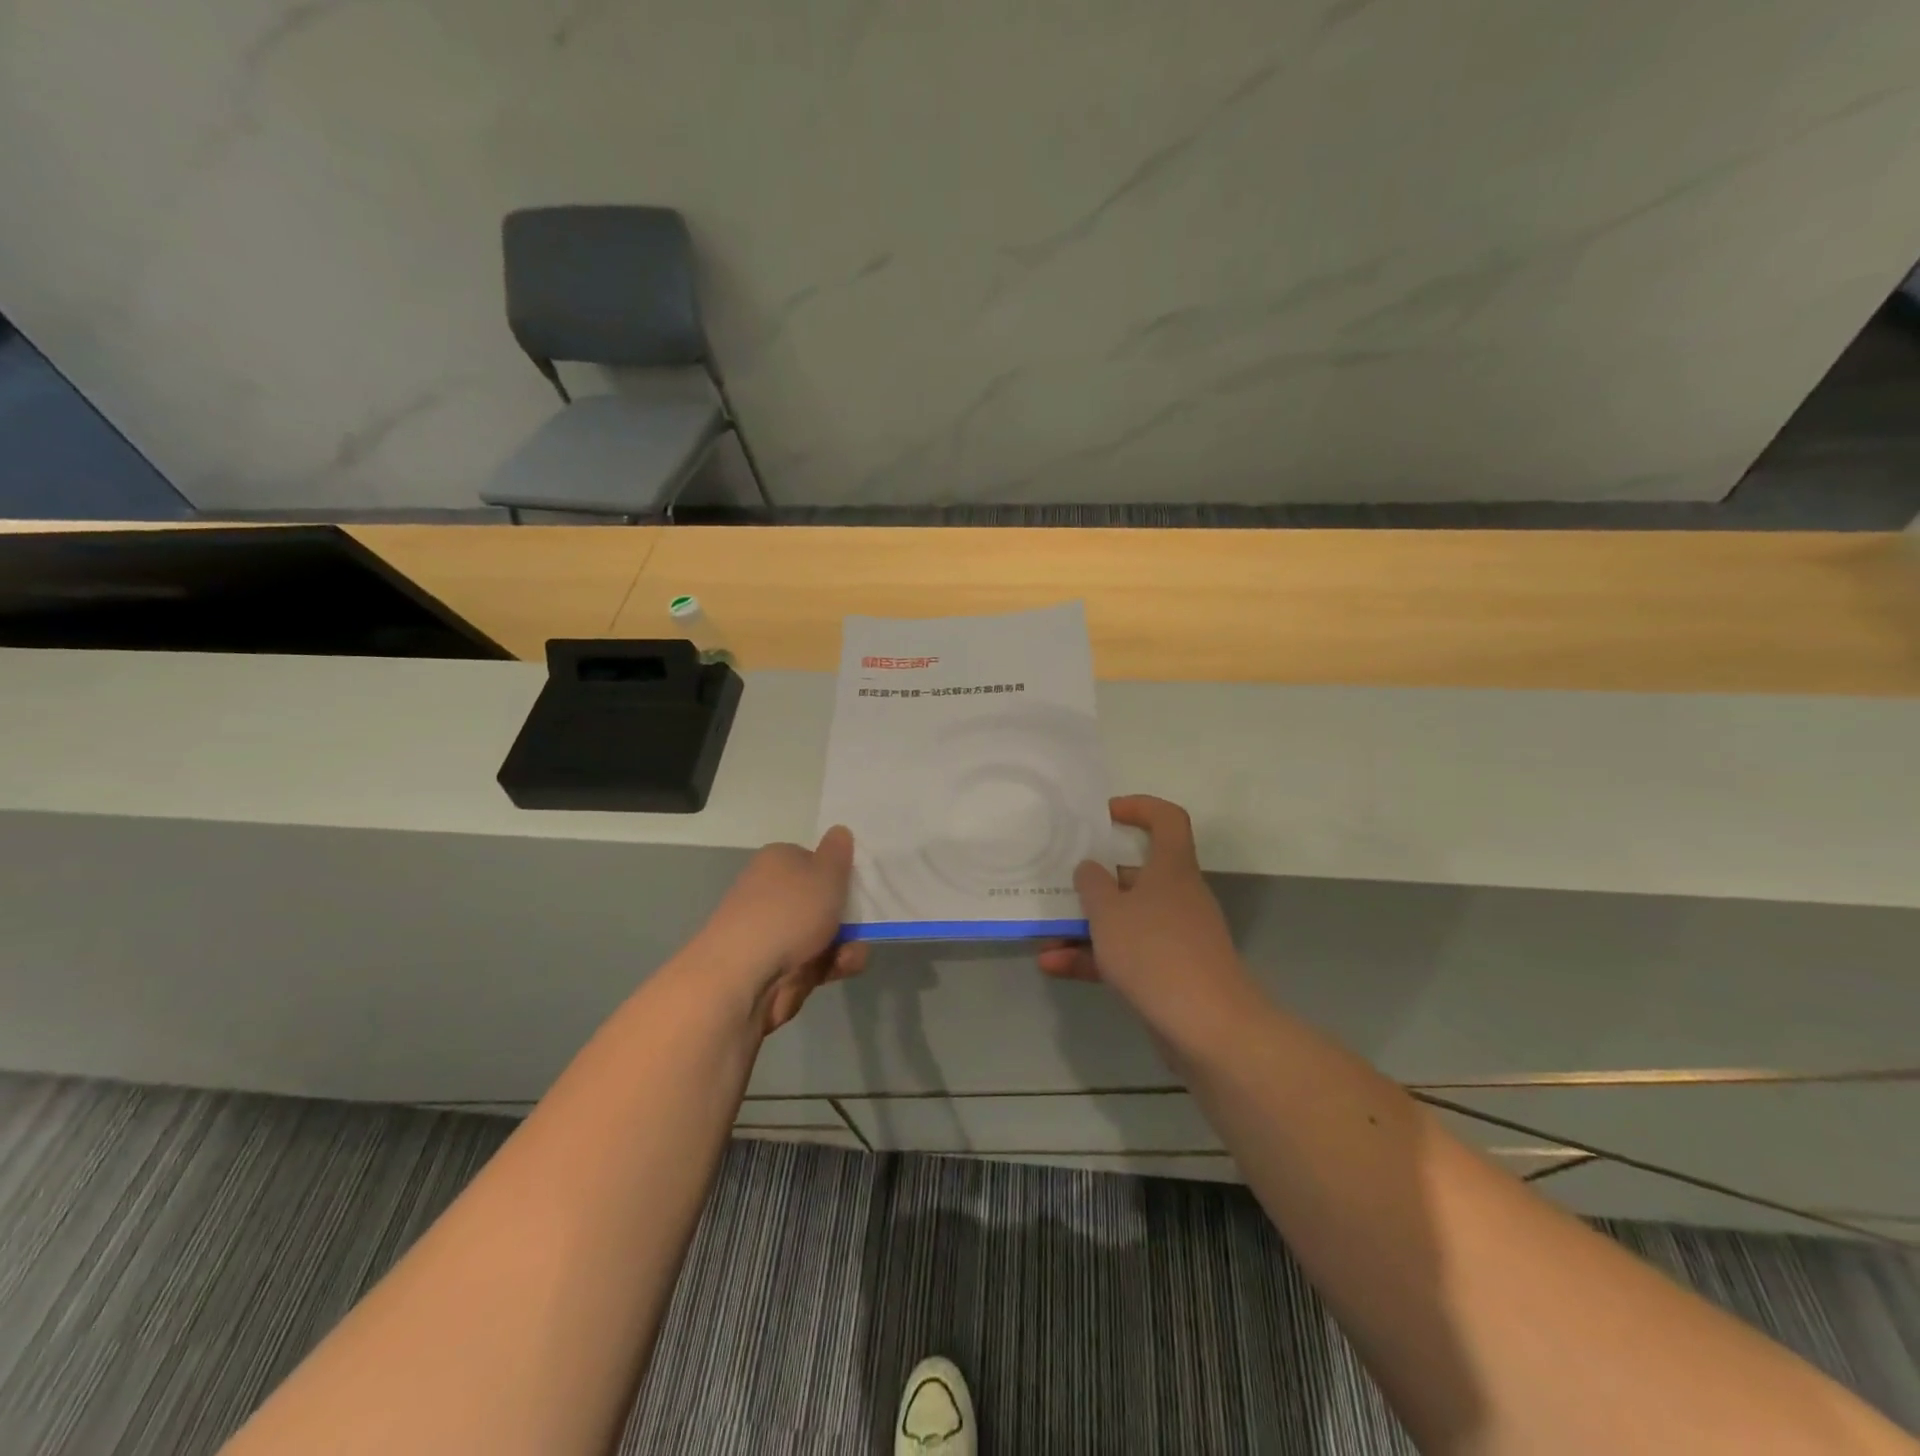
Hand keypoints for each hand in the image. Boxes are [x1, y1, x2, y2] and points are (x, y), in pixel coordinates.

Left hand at [698, 826, 867, 1033]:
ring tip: (851, 955)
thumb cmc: (789, 912)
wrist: (743, 975)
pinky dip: (831, 964)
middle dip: (847, 914)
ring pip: (822, 933)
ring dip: (845, 943)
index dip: (838, 873)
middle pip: (820, 899)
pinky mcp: (776, 966)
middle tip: (864, 924)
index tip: (857, 887)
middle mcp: (771, 893)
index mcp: (777, 861)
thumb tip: (839, 830)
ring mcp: (772, 932)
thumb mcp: (826, 873)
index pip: (813, 860)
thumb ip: (838, 852)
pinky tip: (841, 969)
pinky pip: (814, 960)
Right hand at [1038, 796, 1250, 1030]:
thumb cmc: (1155, 951)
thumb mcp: (1109, 911)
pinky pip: (1125, 955)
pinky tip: (1054, 966)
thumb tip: (1089, 869)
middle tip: (1062, 878)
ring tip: (1046, 933)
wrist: (1208, 1027)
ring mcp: (1174, 937)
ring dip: (1086, 925)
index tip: (1104, 815)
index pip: (1167, 819)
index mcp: (1171, 868)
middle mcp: (1177, 896)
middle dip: (1097, 878)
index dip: (1138, 808)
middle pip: (1138, 873)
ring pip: (1126, 918)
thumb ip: (1092, 884)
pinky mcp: (1168, 973)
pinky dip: (1093, 958)